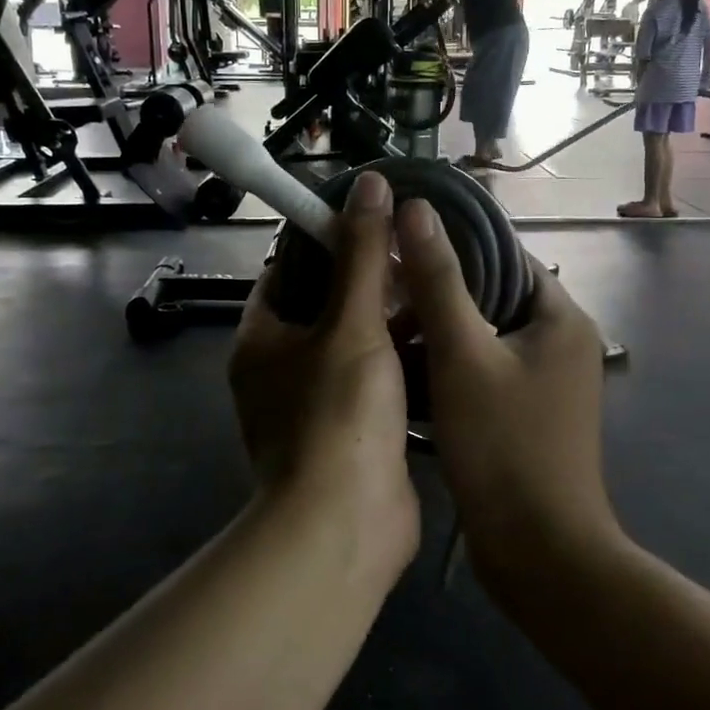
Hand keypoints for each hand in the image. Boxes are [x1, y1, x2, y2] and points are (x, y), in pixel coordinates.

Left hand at [229, 170, 419, 569]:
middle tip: (419, 252)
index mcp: (263, 338)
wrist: (346, 526)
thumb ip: (363, 254)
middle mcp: (280, 369)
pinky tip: (446, 340)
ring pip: (356, 346)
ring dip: (392, 322)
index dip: (328, 241)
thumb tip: (370, 183)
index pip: (288, 269)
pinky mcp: (351, 434)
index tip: (376, 221)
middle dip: (371, 282)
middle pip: (326, 307)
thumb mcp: (353, 323)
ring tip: (440, 285)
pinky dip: (403, 362)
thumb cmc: (338, 415)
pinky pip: (376, 382)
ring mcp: (316, 405)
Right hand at [393, 201, 619, 585]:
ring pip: (483, 335)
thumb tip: (415, 209)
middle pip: (491, 294)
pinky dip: (448, 366)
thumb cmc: (503, 445)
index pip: (503, 253)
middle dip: (437, 291)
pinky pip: (483, 371)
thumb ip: (438, 281)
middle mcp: (560, 341)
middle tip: (382, 287)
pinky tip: (404, 370)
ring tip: (383, 325)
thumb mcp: (462, 355)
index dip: (451, 241)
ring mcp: (545, 382)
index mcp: (560, 316)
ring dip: (437, 330)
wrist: (539, 553)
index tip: (397, 240)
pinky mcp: (526, 413)